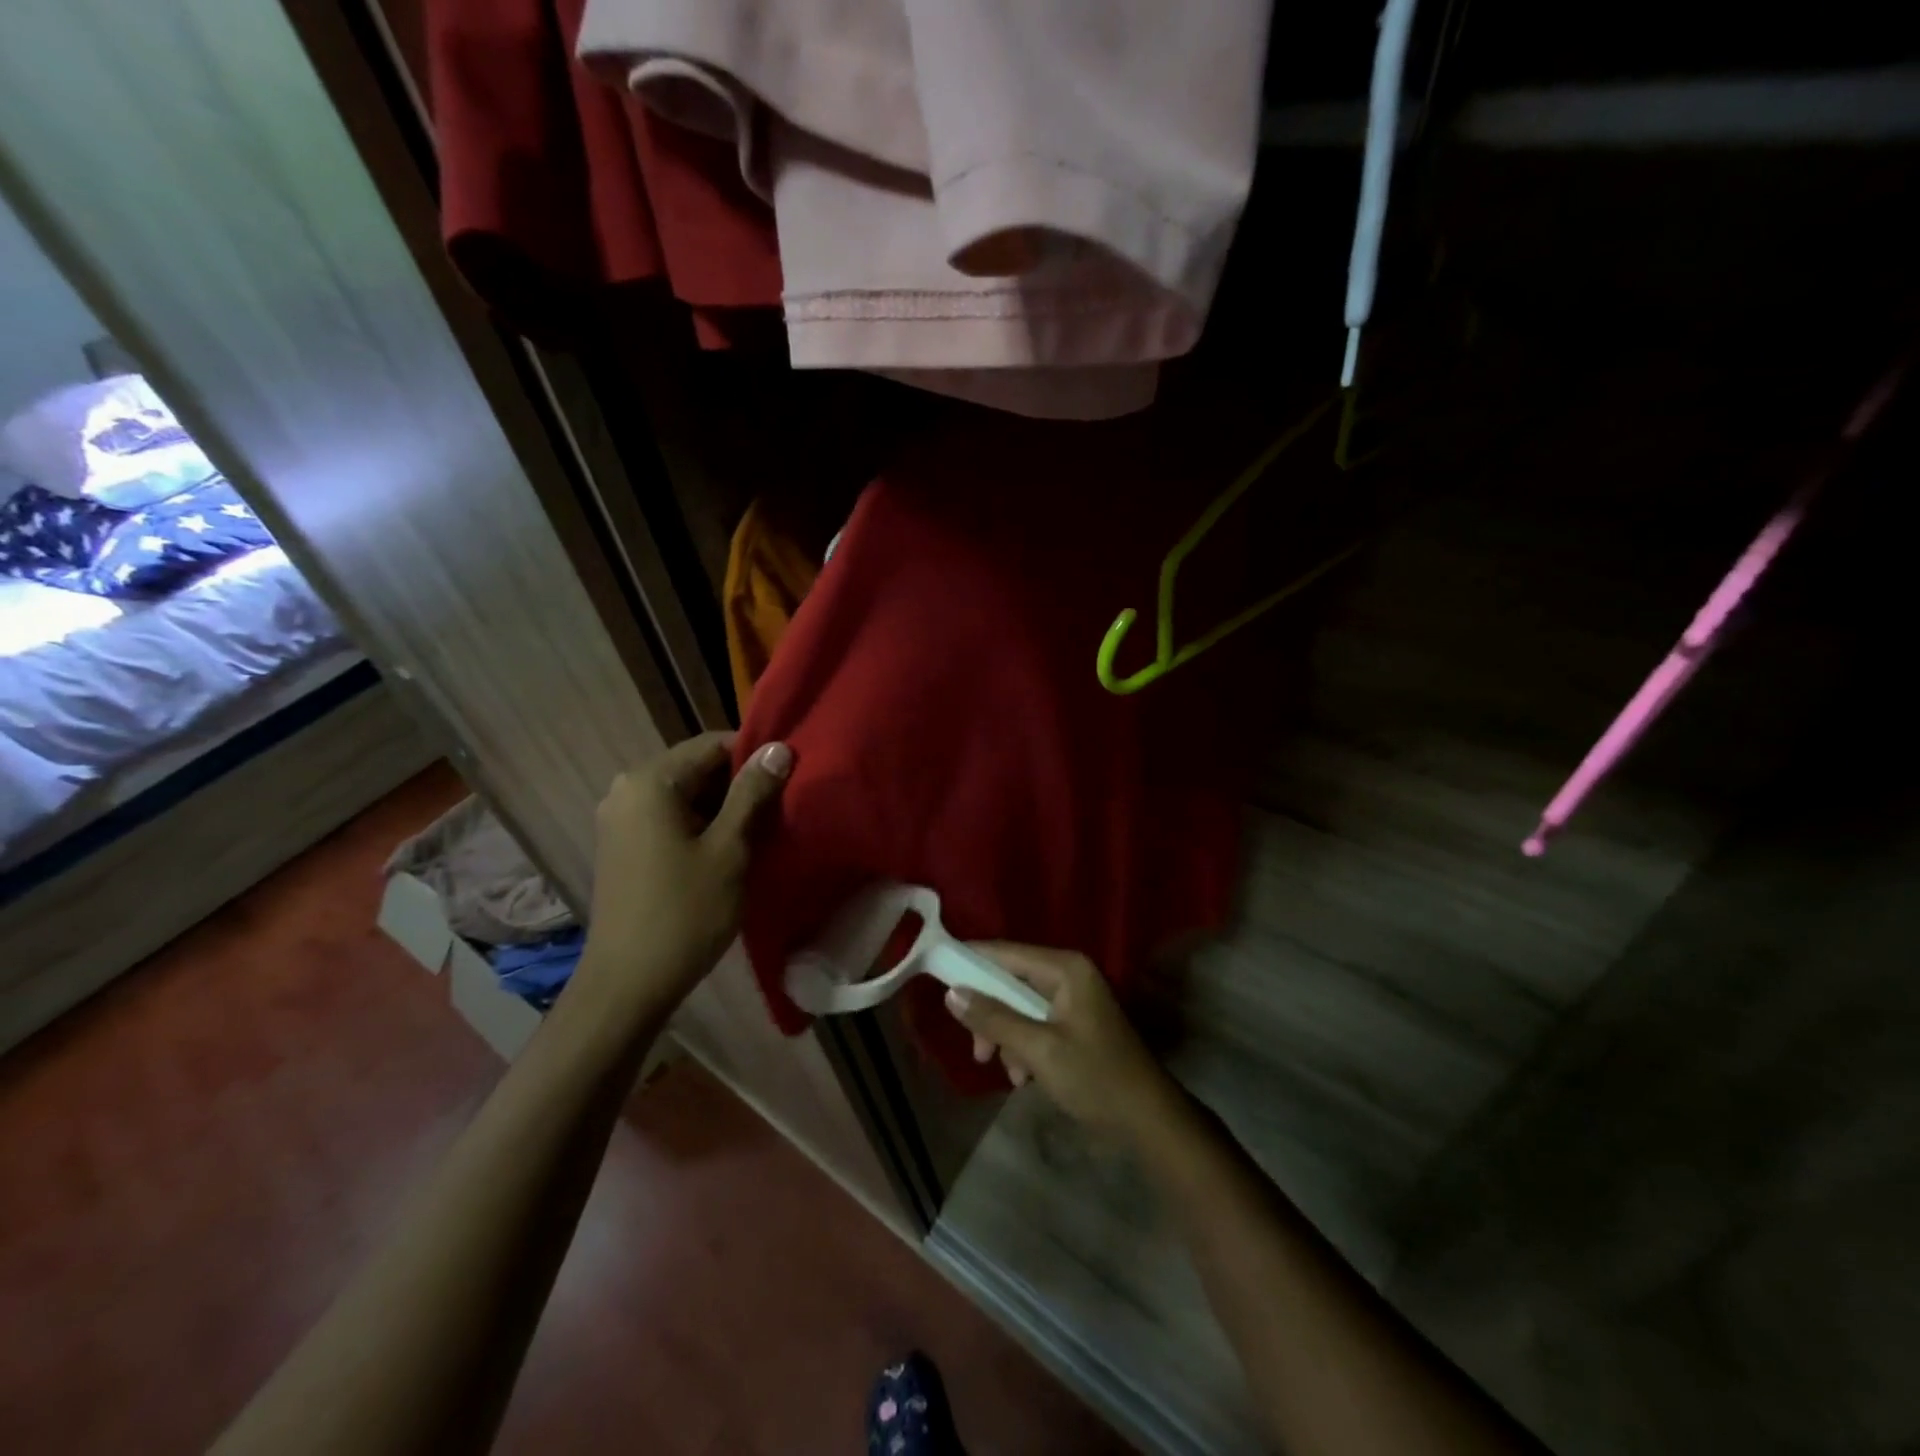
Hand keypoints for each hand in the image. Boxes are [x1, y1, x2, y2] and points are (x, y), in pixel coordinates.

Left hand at [578, 732, 791, 1012]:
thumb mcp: (729, 848)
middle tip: (780, 808)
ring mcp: (620, 818)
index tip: (788, 779)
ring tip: (761, 830)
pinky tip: (727, 850)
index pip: (712, 744)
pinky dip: (700, 824)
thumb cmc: (685, 912)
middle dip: (739, 784)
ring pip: (685, 794)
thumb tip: (778, 748)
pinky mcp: (621, 845)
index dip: (754, 757)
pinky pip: (669, 817)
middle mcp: (627, 789)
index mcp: (650, 781)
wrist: (628, 984)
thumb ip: (753, 793)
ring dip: (722, 807)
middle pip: (697, 767)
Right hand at [944, 944, 1181, 1141]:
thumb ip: (994, 1019)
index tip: (936, 973)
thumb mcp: (1039, 1049)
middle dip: (990, 1015)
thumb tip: (951, 993)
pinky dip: (1023, 1048)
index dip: (970, 961)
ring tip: (1009, 1072)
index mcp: (1065, 968)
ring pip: (1018, 1006)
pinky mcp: (1074, 1024)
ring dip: (1006, 1037)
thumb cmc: (1095, 1077)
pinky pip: (1034, 1024)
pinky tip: (1024, 1078)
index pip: (1005, 952)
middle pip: (1010, 981)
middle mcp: (1068, 974)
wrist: (1149, 1121)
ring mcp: (1073, 1000)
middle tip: (978, 1049)